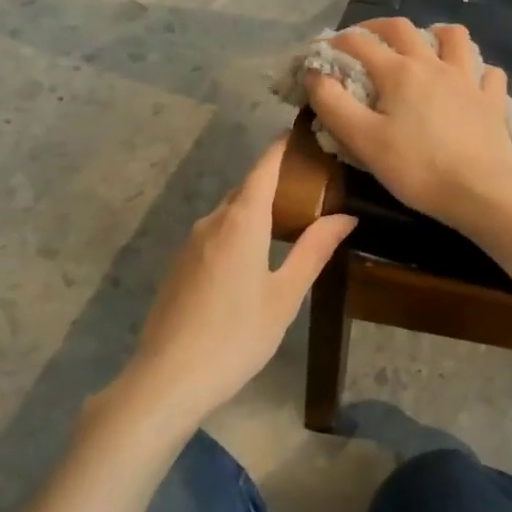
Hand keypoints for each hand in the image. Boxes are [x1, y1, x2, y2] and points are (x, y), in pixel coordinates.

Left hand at [121, 136, 355, 428]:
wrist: (166, 380)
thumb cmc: (236, 335)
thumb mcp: (285, 295)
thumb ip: (314, 250)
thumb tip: (346, 216)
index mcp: (241, 220)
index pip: (264, 167)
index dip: (283, 146)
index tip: (304, 132)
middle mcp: (212, 221)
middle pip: (247, 188)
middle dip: (276, 180)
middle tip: (312, 186)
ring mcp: (190, 243)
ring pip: (229, 212)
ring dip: (257, 209)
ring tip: (289, 221)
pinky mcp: (179, 266)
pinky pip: (215, 234)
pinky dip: (238, 230)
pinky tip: (254, 259)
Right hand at [307, 18, 511, 234]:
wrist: (481, 191)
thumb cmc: (417, 168)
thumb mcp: (363, 140)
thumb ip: (333, 104)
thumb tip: (314, 73)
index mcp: (399, 72)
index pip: (359, 43)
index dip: (335, 42)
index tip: (320, 50)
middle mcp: (434, 65)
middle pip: (404, 29)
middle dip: (378, 27)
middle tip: (365, 38)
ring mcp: (468, 80)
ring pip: (455, 38)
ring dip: (436, 34)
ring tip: (425, 46)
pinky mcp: (492, 101)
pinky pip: (488, 73)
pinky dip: (477, 71)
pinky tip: (470, 81)